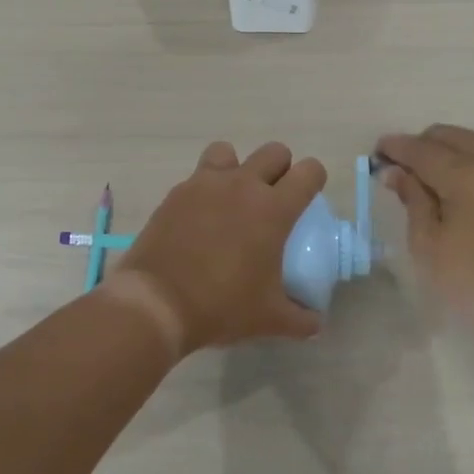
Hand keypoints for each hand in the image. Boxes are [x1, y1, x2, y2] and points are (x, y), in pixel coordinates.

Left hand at [115, 141, 328, 354]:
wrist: (157, 303)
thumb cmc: (221, 306)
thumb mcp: (269, 319)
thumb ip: (301, 320)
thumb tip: (316, 322)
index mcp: (273, 209)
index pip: (308, 172)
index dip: (314, 179)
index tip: (308, 198)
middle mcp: (242, 185)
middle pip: (274, 152)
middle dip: (280, 169)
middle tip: (273, 200)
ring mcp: (205, 184)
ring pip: (229, 151)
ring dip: (237, 167)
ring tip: (232, 198)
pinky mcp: (176, 193)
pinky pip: (197, 177)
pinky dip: (204, 189)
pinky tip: (200, 219)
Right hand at [374, 125, 473, 351]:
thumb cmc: (473, 282)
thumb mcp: (428, 243)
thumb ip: (412, 198)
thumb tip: (396, 171)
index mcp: (468, 174)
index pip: (422, 149)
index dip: (395, 148)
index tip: (374, 153)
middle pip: (447, 136)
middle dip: (418, 145)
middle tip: (395, 168)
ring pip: (468, 143)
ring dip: (440, 151)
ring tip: (418, 178)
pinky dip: (460, 160)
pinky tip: (445, 185)